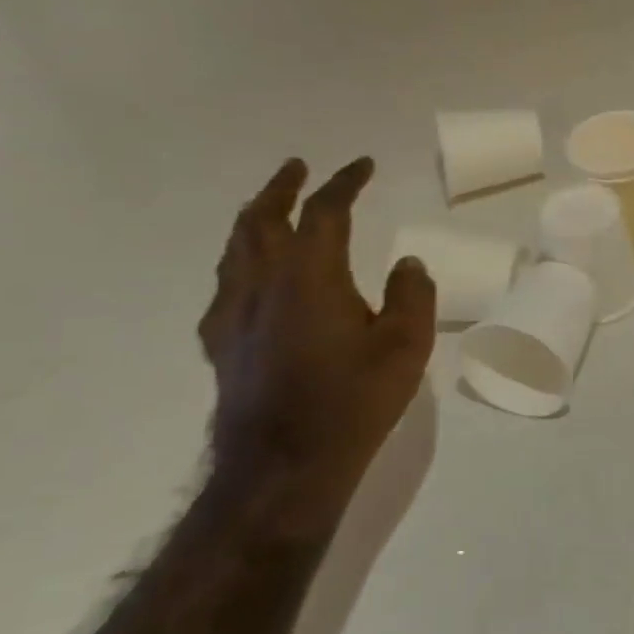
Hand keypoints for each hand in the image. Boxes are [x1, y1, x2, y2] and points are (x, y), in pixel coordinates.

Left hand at [198, 157, 435, 535]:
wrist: (283, 468)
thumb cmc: (352, 401)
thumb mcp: (406, 346)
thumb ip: (411, 296)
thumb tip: (407, 265)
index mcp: (311, 275)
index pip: (324, 211)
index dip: (344, 182)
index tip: (361, 165)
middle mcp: (264, 284)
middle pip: (261, 219)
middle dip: (281, 187)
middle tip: (297, 168)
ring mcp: (234, 315)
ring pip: (235, 249)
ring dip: (254, 218)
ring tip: (268, 208)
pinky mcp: (221, 346)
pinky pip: (224, 287)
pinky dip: (239, 263)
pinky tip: (247, 277)